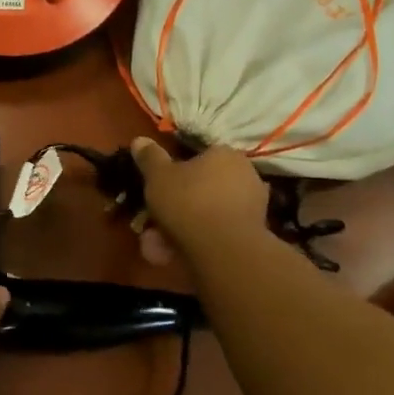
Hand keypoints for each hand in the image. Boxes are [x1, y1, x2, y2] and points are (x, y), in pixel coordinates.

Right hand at [130, 137, 272, 268]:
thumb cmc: (189, 202)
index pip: (199, 156)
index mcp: (225, 154)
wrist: (225, 249)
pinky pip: (217, 231)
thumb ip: (149, 157)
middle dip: (177, 204)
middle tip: (154, 220)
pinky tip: (175, 254)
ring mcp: (253, 206)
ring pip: (208, 212)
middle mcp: (245, 175)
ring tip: (158, 245)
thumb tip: (140, 140)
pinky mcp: (254, 234)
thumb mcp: (158, 176)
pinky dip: (197, 240)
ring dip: (183, 226)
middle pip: (203, 186)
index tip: (160, 187)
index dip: (176, 171)